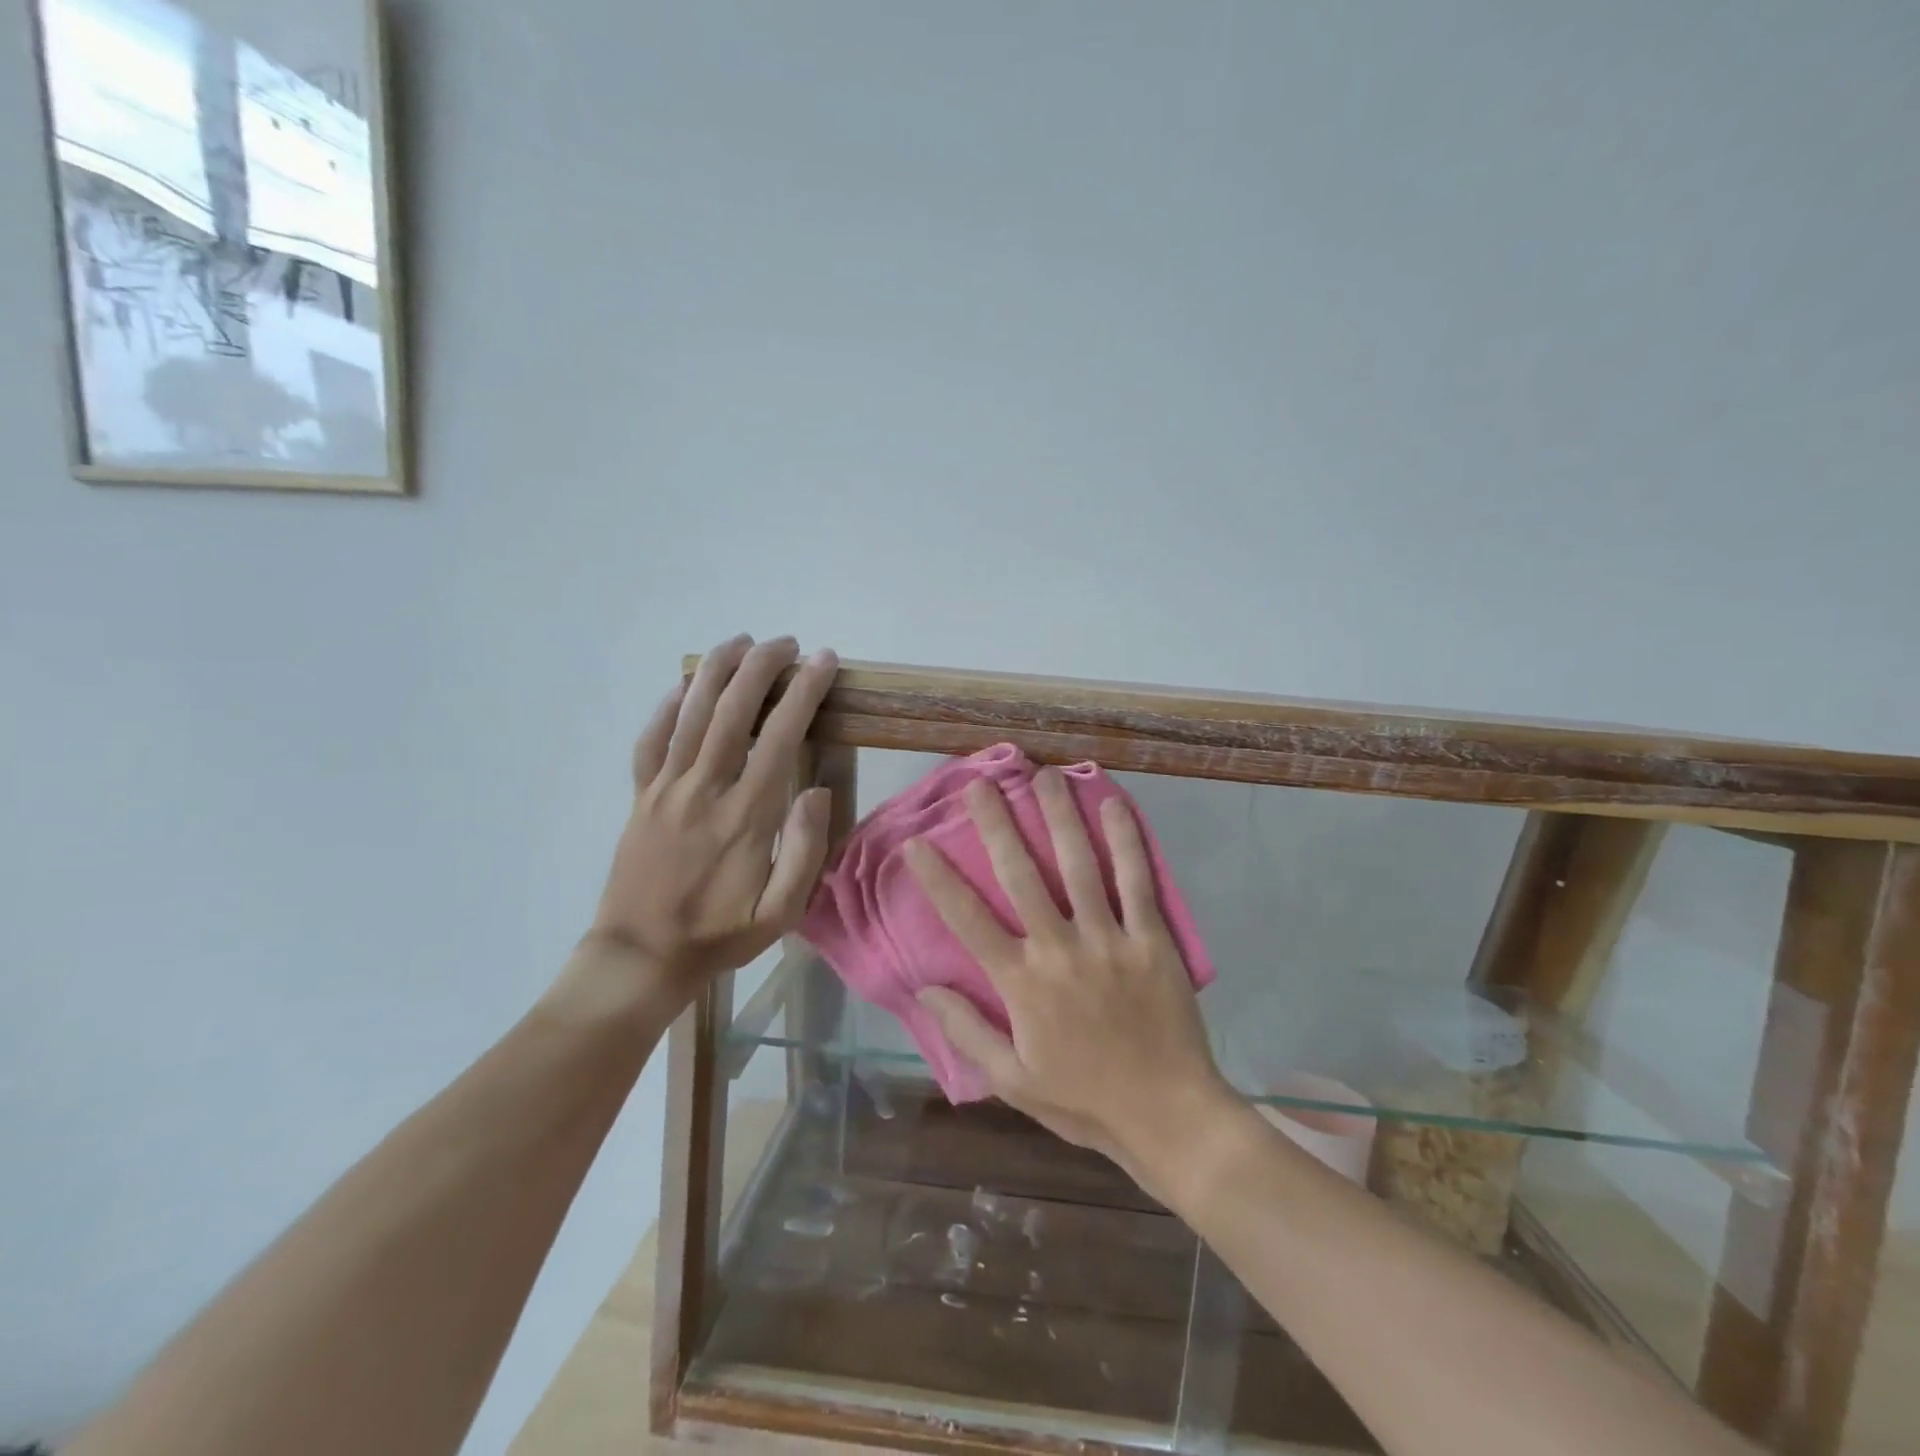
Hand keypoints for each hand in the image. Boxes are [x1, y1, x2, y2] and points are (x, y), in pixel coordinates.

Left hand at [580, 634, 839, 1015]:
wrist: (641, 957)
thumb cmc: (720, 935)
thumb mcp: (780, 912)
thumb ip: (804, 851)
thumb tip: (817, 791)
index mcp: (746, 815)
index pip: (780, 737)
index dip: (804, 693)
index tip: (823, 662)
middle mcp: (705, 790)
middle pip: (733, 711)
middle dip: (763, 668)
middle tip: (787, 644)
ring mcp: (666, 790)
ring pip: (690, 715)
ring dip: (717, 672)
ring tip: (741, 642)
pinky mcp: (641, 797)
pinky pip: (650, 741)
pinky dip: (667, 707)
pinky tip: (683, 686)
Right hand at [903, 767, 1231, 1183]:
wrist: (1169, 1118)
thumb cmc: (1085, 1101)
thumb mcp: (1013, 1081)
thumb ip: (967, 1032)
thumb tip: (925, 987)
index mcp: (1023, 984)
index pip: (969, 920)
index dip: (939, 879)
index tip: (917, 843)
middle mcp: (1060, 949)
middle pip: (1021, 876)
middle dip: (997, 825)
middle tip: (981, 783)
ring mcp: (1109, 940)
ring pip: (1079, 865)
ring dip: (1058, 817)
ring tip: (1043, 776)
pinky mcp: (1152, 939)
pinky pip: (1137, 882)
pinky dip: (1126, 841)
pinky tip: (1113, 805)